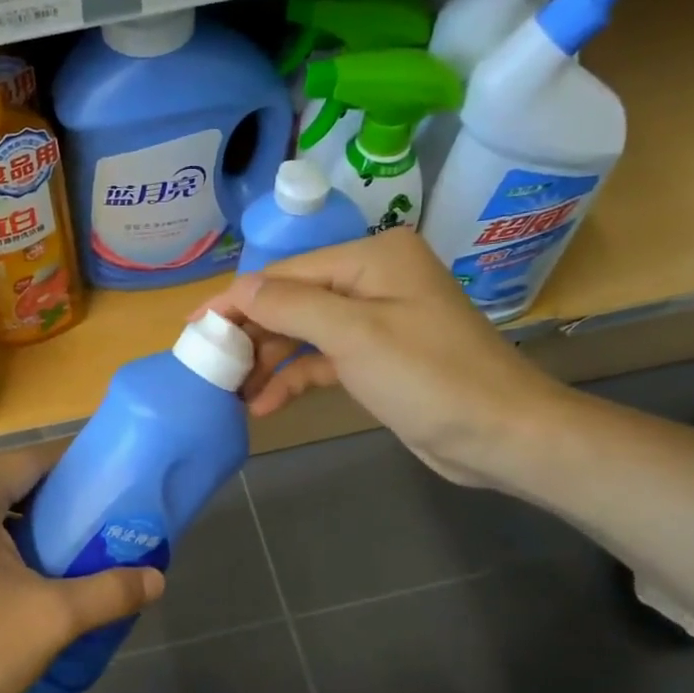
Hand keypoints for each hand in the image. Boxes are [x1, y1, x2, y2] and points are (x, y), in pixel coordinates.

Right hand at [199, 230, 573, 486]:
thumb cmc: (429, 377)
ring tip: (231, 392)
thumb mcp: (355, 335)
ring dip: (267, 361)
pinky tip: (264, 404)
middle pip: (292, 301)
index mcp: (371, 258)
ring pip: (303, 332)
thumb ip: (291, 305)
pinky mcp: (375, 358)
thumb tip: (238, 290)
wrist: (500, 434)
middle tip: (209, 367)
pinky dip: (293, 378)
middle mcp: (371, 279)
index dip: (237, 301)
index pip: (286, 274)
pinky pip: (321, 359)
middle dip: (251, 334)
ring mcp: (374, 319)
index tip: (193, 329)